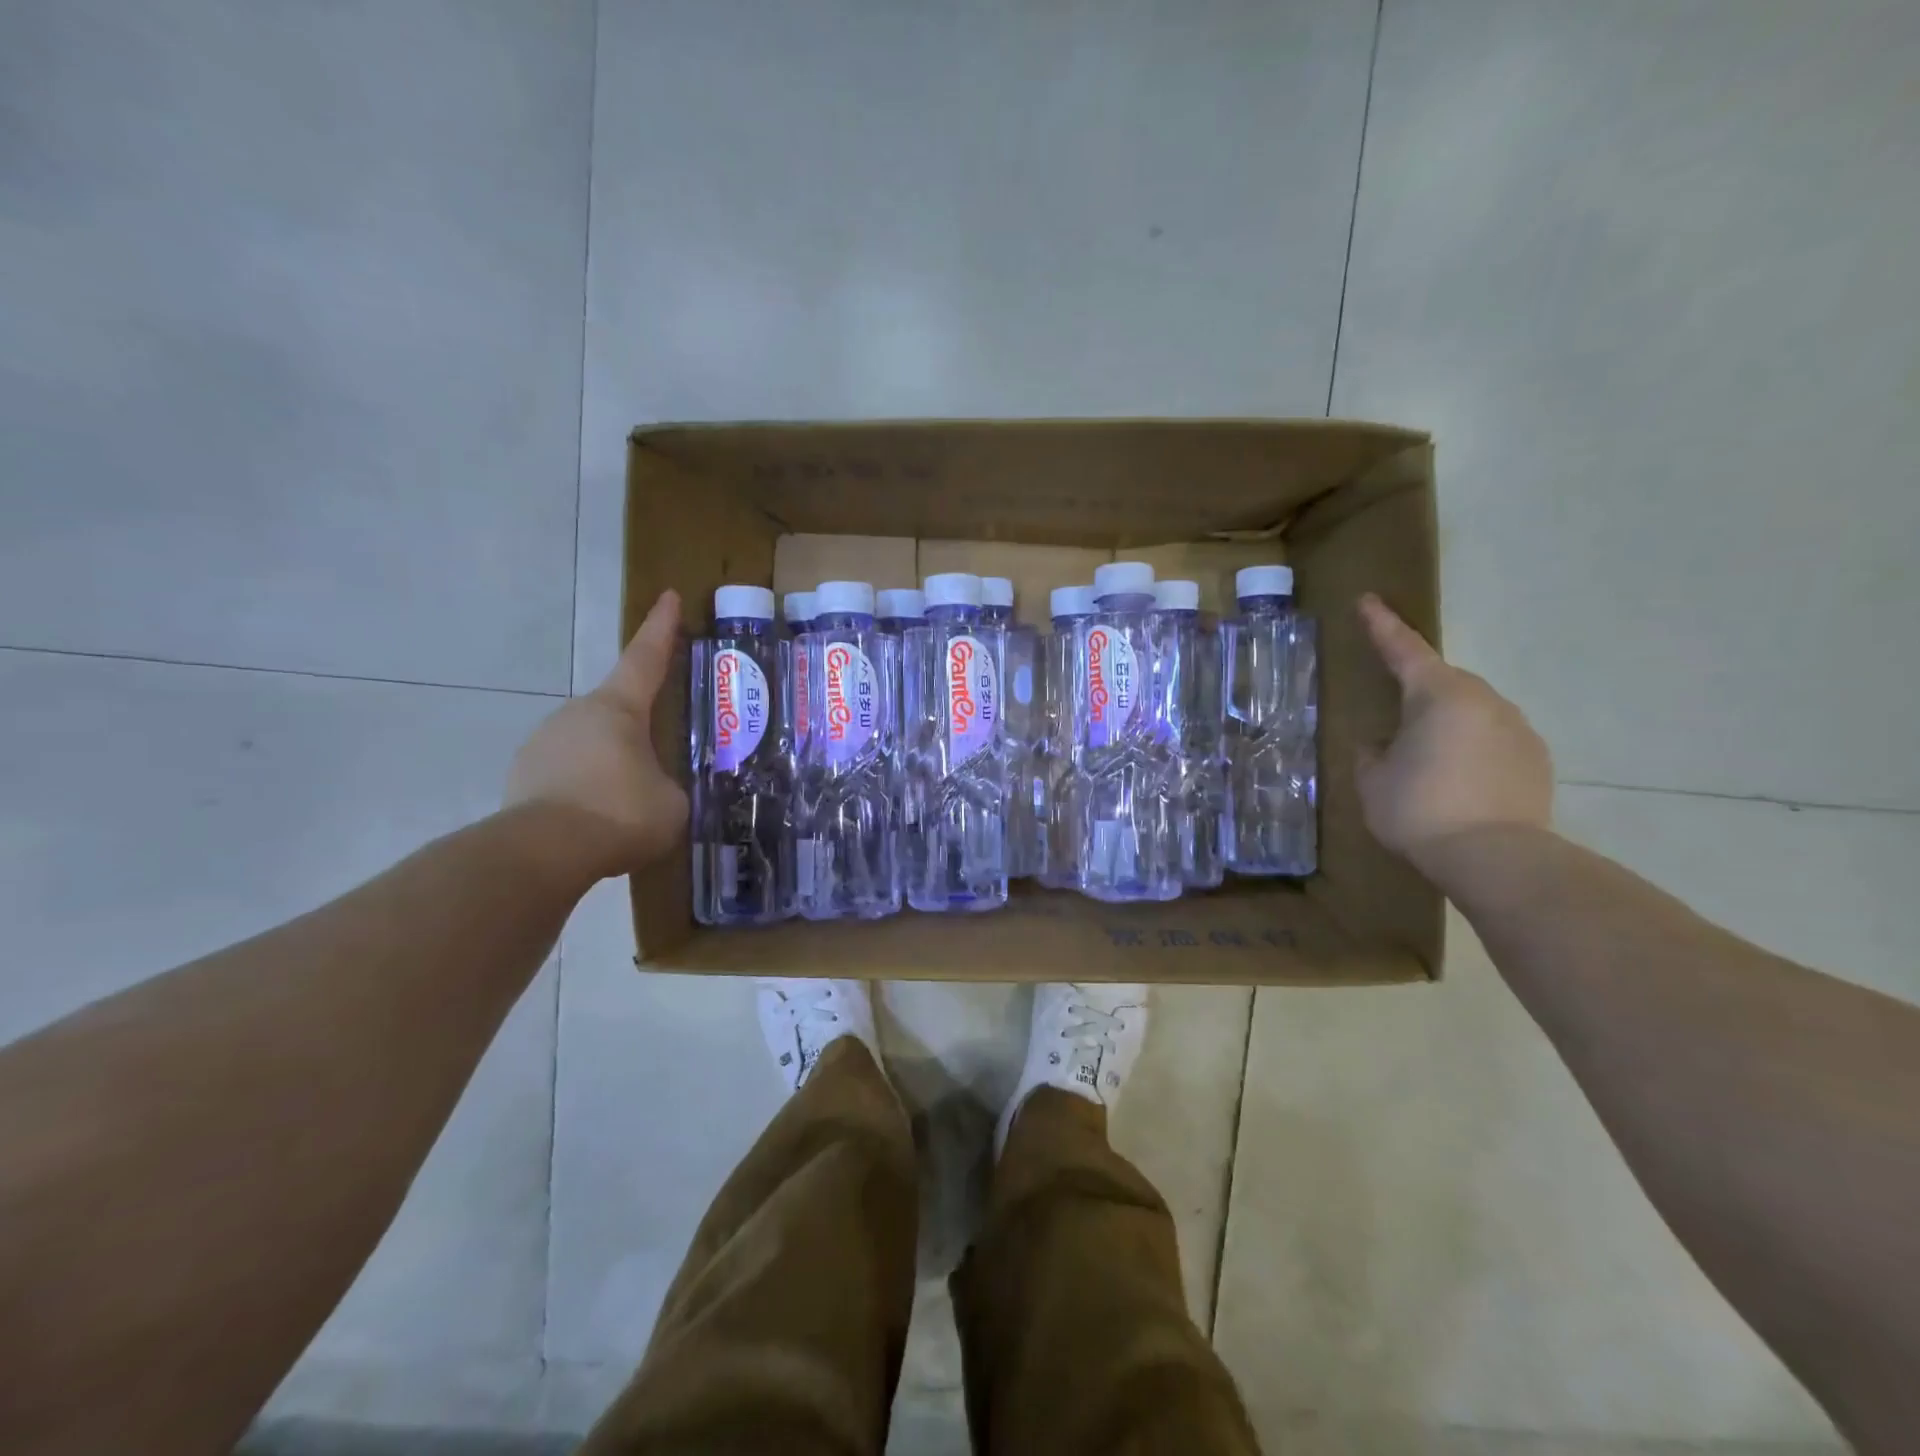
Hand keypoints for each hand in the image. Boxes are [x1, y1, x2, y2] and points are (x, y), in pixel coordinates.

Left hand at [504, 590, 689, 876]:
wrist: (541, 853)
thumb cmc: (619, 813)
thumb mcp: (672, 802)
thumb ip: (671, 784)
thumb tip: (660, 790)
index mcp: (618, 708)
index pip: (646, 658)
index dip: (661, 628)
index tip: (667, 596)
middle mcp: (576, 713)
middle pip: (617, 708)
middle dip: (640, 726)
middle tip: (662, 750)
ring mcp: (543, 742)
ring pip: (590, 743)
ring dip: (612, 761)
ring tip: (631, 800)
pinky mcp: (523, 775)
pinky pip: (568, 772)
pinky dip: (586, 786)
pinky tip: (599, 818)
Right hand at [1354, 593, 1552, 872]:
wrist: (1496, 857)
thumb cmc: (1420, 809)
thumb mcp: (1373, 781)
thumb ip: (1373, 752)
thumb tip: (1383, 744)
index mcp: (1438, 695)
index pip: (1404, 650)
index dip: (1382, 626)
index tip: (1368, 600)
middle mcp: (1484, 700)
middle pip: (1442, 682)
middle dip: (1416, 690)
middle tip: (1393, 717)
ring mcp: (1517, 728)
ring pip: (1470, 712)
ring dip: (1444, 724)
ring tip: (1424, 760)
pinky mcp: (1535, 759)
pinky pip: (1492, 739)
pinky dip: (1470, 749)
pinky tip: (1455, 780)